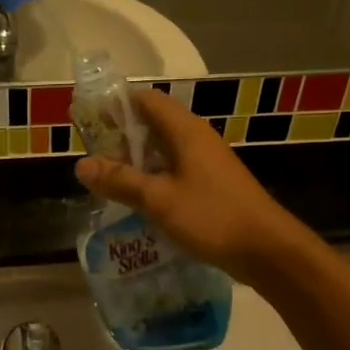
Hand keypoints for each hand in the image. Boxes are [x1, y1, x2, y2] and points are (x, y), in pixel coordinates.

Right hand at [74, 91, 313, 283]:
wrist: (267, 249)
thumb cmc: (212, 216)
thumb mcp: (158, 200)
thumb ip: (120, 181)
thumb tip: (81, 164)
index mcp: (185, 131)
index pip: (146, 100)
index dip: (117, 105)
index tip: (90, 121)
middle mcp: (196, 138)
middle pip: (153, 123)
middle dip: (122, 136)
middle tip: (92, 156)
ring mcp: (207, 161)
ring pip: (164, 149)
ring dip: (137, 160)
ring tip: (108, 179)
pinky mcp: (212, 184)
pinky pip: (175, 170)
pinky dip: (154, 177)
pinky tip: (139, 200)